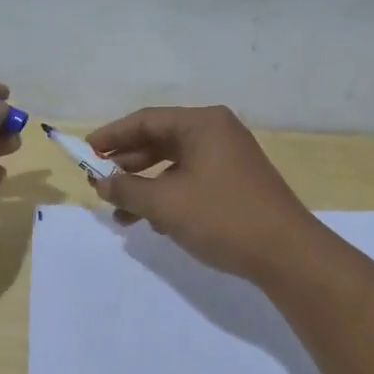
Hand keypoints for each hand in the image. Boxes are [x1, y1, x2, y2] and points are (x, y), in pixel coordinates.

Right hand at [84, 105, 320, 283]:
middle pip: (161, 139)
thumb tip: (101, 182)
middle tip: (99, 181)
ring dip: (146, 185)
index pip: (147, 120)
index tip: (86, 151)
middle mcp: (217, 132)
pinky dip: (168, 196)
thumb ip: (128, 189)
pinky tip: (152, 222)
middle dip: (128, 163)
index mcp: (203, 123)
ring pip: (175, 164)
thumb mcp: (166, 203)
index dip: (113, 135)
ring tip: (119, 212)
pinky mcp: (236, 183)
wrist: (287, 254)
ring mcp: (229, 158)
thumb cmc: (222, 217)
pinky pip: (191, 180)